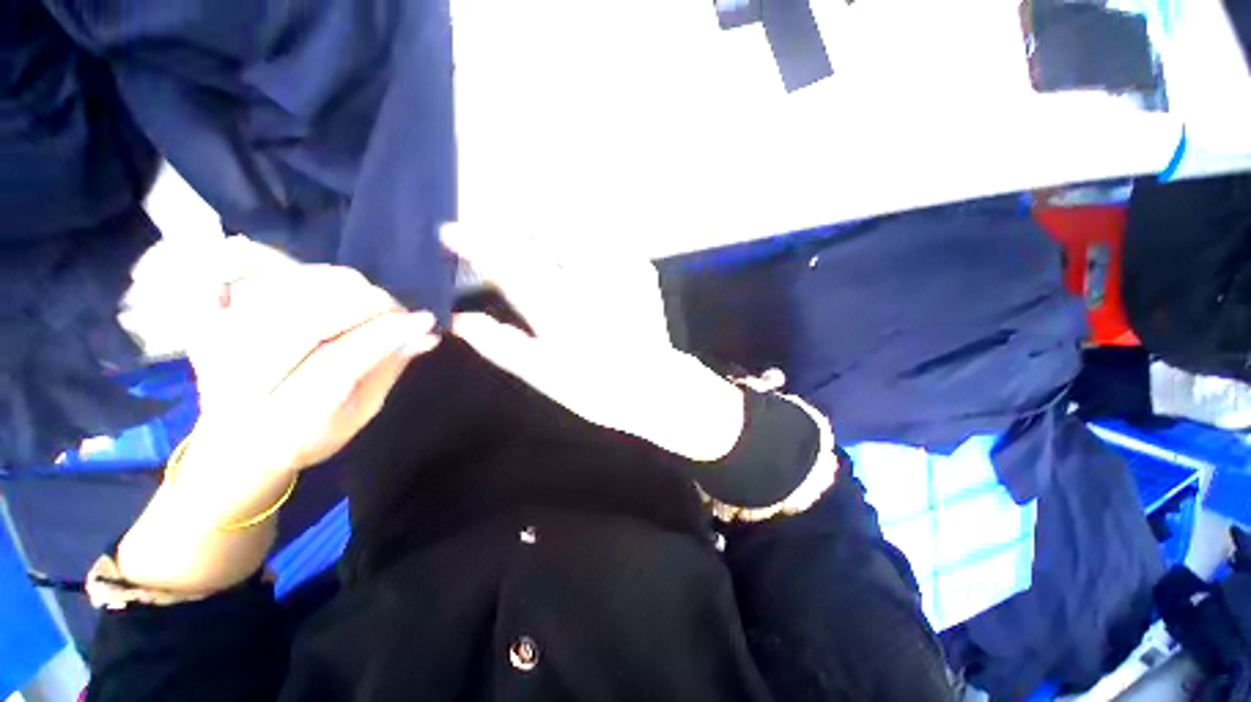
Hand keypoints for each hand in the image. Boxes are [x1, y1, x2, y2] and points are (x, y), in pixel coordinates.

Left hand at [181, 247, 439, 497]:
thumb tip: (425, 335)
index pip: (340, 364)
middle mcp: (244, 387)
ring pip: (274, 297)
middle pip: (302, 324)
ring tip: (360, 291)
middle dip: (360, 304)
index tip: (424, 319)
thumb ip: (387, 371)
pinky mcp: (204, 329)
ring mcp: (215, 353)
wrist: (234, 448)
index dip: (385, 335)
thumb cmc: (309, 436)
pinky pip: (227, 283)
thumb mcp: (358, 415)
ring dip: (328, 283)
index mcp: (289, 422)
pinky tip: (295, 269)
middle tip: (391, 305)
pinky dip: (259, 261)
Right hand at [443, 225, 745, 461]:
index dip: (475, 245)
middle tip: (500, 248)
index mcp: (559, 312)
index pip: (508, 266)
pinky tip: (579, 265)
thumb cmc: (597, 388)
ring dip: (545, 234)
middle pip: (538, 238)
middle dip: (510, 235)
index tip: (450, 233)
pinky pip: (602, 240)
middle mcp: (587, 284)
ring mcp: (618, 272)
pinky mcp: (639, 269)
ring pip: (571, 231)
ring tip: (538, 253)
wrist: (654, 386)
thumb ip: (503, 347)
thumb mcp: (544, 377)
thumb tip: (460, 321)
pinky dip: (581, 243)